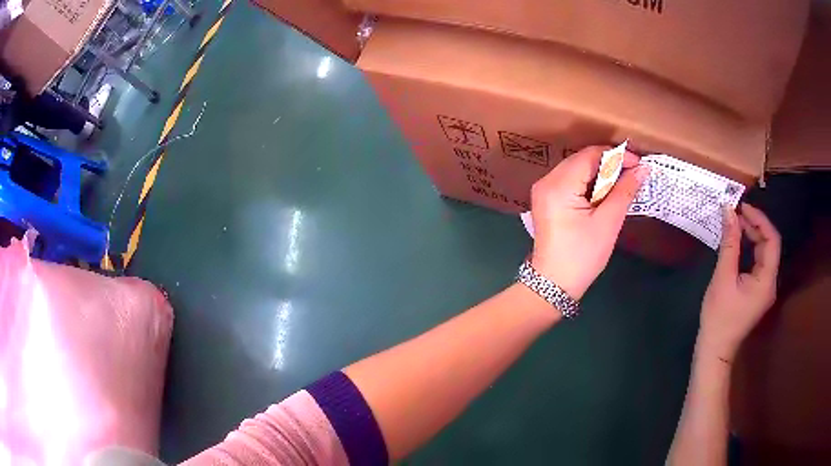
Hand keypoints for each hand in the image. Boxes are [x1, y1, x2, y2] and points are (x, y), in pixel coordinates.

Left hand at [530, 146, 648, 298]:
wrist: (554, 284)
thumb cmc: (582, 256)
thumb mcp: (608, 223)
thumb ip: (624, 191)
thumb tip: (642, 169)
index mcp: (558, 185)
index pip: (590, 155)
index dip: (616, 155)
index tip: (638, 163)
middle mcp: (546, 181)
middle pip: (582, 159)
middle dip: (609, 163)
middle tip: (634, 172)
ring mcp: (543, 190)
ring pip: (576, 168)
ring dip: (600, 172)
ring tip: (623, 181)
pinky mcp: (546, 199)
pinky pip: (570, 180)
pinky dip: (589, 182)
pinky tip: (605, 191)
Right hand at [698, 203, 780, 362]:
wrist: (715, 350)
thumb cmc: (719, 317)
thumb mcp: (723, 278)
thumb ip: (729, 243)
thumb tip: (729, 211)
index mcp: (767, 280)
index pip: (772, 240)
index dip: (760, 220)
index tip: (742, 207)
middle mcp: (771, 282)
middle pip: (770, 245)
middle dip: (755, 226)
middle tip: (736, 214)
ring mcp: (765, 288)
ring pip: (764, 253)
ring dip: (752, 236)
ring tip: (735, 224)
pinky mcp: (758, 291)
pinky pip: (758, 262)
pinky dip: (750, 249)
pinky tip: (738, 243)